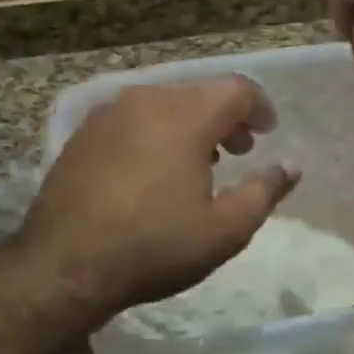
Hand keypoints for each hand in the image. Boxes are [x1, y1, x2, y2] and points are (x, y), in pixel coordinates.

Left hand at [19, 77, 299, 321]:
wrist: (64, 265)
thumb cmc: (155, 246)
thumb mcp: (224, 229)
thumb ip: (263, 191)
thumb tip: (290, 167)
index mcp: (185, 115)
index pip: (236, 89)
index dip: (259, 107)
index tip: (268, 133)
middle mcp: (146, 100)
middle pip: (199, 92)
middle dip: (226, 116)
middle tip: (239, 150)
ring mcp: (108, 114)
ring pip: (164, 102)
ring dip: (191, 123)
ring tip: (199, 163)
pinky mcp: (83, 133)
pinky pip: (133, 118)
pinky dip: (156, 131)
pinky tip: (154, 169)